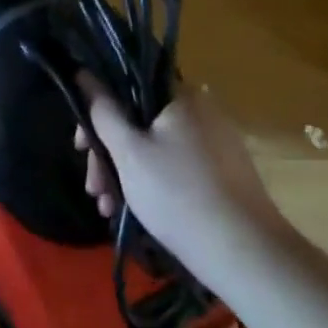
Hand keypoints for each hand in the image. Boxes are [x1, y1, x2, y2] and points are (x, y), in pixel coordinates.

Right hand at [79, 80, 283, 263]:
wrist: (246, 254)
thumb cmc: (177, 194)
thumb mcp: (128, 152)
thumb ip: (102, 110)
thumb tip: (84, 73)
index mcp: (181, 96)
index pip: (128, 86)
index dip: (98, 110)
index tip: (82, 145)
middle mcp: (202, 111)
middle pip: (139, 120)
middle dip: (108, 153)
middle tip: (94, 187)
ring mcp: (216, 143)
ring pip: (155, 147)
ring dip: (125, 173)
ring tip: (108, 208)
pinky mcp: (223, 173)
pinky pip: (175, 166)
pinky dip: (151, 182)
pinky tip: (134, 211)